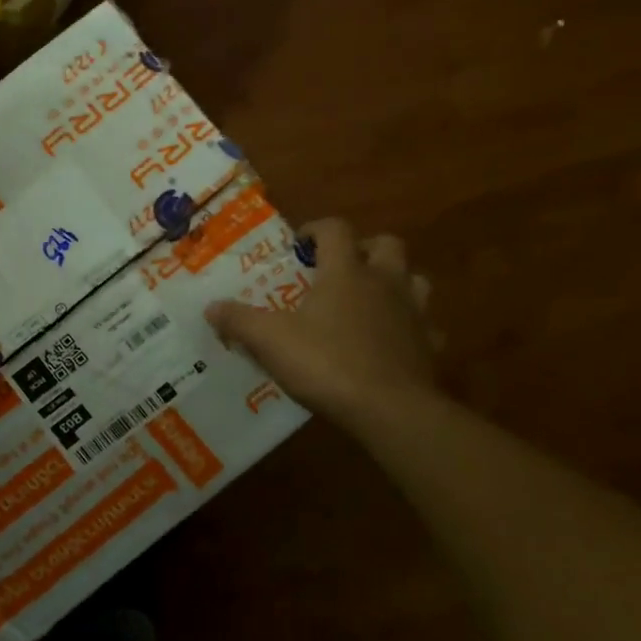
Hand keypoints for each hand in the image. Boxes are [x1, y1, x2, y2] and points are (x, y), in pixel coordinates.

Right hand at [205, 219, 436, 425]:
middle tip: (339, 268)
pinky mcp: (429, 347)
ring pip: (414, 280)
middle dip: (364, 248)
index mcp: (346, 272)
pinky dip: (409, 328)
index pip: (335, 229)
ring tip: (368, 300)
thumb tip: (211, 307)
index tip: (299, 244)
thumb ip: (239, 320)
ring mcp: (413, 313)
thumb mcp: (270, 341)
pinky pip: (424, 327)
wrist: (391, 411)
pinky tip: (390, 343)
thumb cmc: (327, 363)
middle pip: (386, 244)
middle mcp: (384, 282)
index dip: (316, 229)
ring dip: (394, 282)